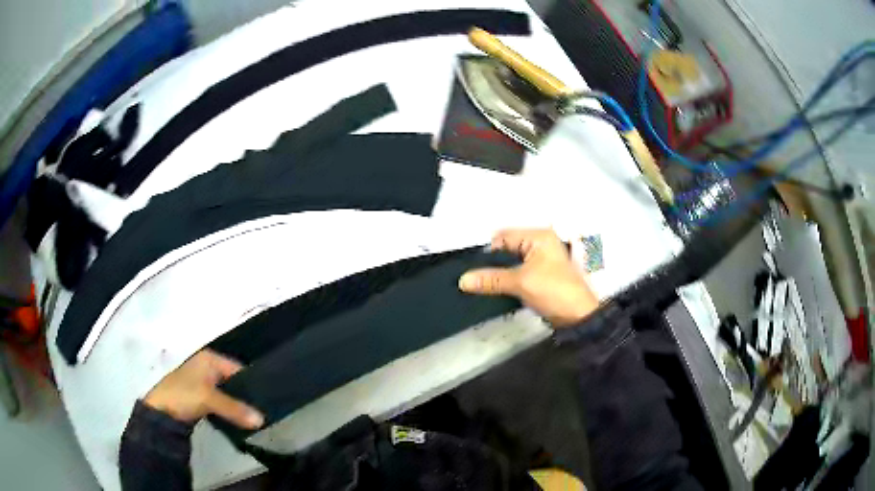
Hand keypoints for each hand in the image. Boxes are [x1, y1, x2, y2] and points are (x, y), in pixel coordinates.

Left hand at [144, 350, 263, 428]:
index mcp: (209, 358)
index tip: (266, 400)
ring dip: (235, 404)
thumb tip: (262, 420)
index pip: (238, 368)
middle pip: (232, 380)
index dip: (252, 383)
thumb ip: (235, 409)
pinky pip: (219, 400)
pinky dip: (227, 408)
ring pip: (226, 392)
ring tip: (251, 417)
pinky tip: (235, 418)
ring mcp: (201, 381)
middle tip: (260, 411)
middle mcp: (205, 365)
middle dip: (244, 395)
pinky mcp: (198, 395)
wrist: (160, 411)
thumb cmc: (184, 395)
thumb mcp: (210, 399)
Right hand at [459, 229, 598, 326]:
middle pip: (507, 249)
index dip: (487, 252)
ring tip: (478, 284)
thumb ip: (491, 279)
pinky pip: (517, 272)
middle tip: (471, 277)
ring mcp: (541, 260)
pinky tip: (493, 289)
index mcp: (539, 237)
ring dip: (497, 273)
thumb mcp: (521, 283)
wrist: (577, 316)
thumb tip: (462, 280)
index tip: (470, 268)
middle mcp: (540, 243)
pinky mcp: (540, 275)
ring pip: (511, 262)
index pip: (504, 237)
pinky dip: (506, 279)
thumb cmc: (553, 291)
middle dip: (491, 263)